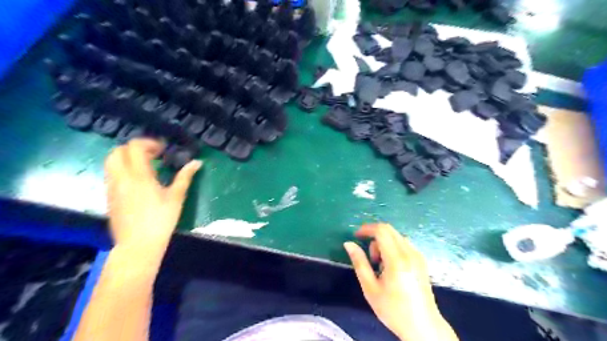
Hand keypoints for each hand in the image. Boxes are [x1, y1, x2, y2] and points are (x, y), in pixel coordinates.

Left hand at [104, 138, 201, 251]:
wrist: (138, 244)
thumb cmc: (161, 220)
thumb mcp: (176, 197)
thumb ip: (185, 177)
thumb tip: (197, 162)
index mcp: (138, 176)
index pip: (134, 147)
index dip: (148, 143)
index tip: (162, 150)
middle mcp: (120, 178)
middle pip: (117, 151)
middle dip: (134, 148)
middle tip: (152, 156)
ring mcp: (112, 187)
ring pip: (110, 162)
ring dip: (126, 158)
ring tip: (145, 167)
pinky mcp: (109, 197)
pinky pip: (111, 175)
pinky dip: (122, 170)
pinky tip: (138, 181)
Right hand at [343, 224, 456, 340]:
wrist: (423, 327)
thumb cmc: (393, 310)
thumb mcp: (370, 288)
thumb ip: (359, 263)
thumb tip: (348, 244)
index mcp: (396, 260)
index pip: (381, 231)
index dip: (366, 229)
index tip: (356, 236)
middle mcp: (410, 253)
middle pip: (389, 230)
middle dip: (374, 237)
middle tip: (370, 258)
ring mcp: (418, 256)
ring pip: (396, 236)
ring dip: (384, 243)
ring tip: (380, 266)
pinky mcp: (421, 260)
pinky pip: (404, 243)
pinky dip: (393, 247)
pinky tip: (391, 266)